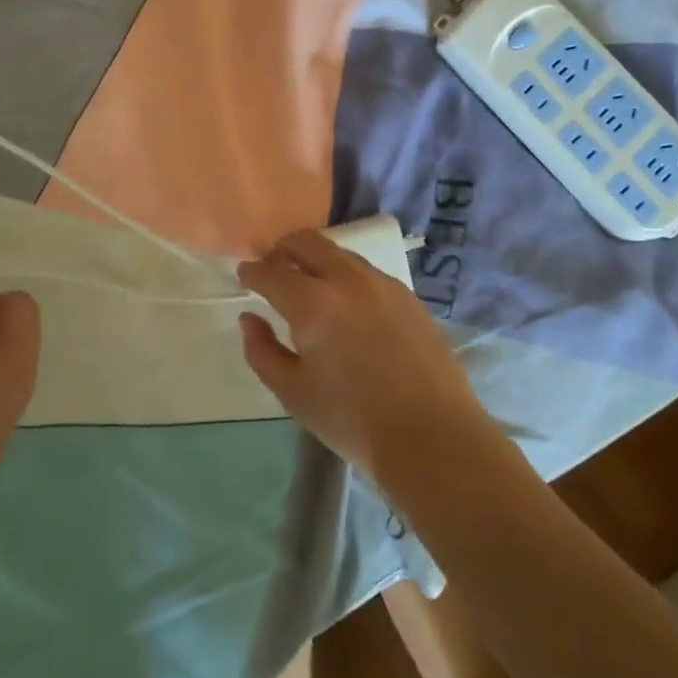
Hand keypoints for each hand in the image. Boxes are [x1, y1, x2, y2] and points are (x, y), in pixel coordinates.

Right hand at [236, 230, 487, 485]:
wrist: (432, 435)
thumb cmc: (352, 420)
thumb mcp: (293, 393)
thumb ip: (262, 351)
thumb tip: (249, 319)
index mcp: (313, 304)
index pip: (272, 271)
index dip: (253, 271)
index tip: (244, 274)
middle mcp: (347, 280)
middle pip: (308, 242)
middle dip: (283, 250)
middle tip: (274, 270)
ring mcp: (382, 284)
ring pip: (340, 253)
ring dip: (317, 259)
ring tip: (309, 285)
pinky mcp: (408, 296)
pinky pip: (367, 271)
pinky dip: (346, 275)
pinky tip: (347, 303)